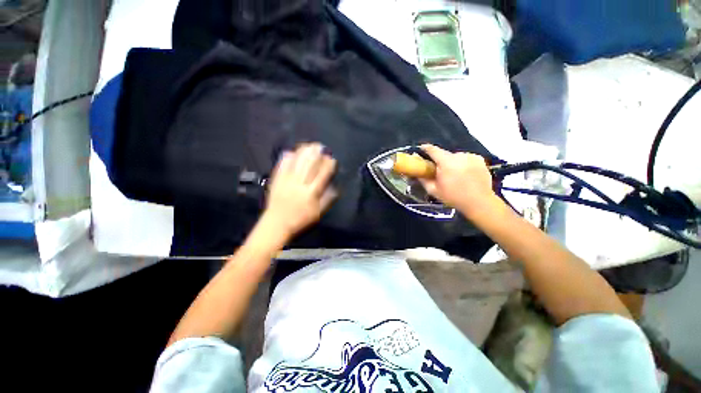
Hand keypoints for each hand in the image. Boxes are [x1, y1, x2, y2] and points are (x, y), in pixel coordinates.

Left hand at [262, 143, 336, 240]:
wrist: (277, 223)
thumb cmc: (300, 219)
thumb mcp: (318, 213)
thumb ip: (327, 199)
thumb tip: (335, 186)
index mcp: (311, 193)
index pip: (322, 175)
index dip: (328, 166)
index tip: (332, 159)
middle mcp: (300, 184)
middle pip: (310, 165)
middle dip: (317, 154)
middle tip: (321, 147)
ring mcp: (287, 181)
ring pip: (297, 163)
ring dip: (304, 152)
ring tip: (310, 145)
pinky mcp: (277, 180)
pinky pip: (282, 165)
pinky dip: (287, 157)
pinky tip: (292, 151)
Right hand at [419, 144, 501, 217]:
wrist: (479, 202)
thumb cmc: (454, 197)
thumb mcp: (433, 190)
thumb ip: (423, 179)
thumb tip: (417, 171)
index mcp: (446, 162)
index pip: (433, 150)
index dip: (426, 149)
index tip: (421, 149)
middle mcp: (459, 155)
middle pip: (445, 154)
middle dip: (440, 161)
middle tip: (439, 172)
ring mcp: (471, 156)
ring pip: (456, 157)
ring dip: (452, 163)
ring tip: (454, 175)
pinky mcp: (479, 159)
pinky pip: (466, 158)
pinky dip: (463, 164)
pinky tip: (465, 174)